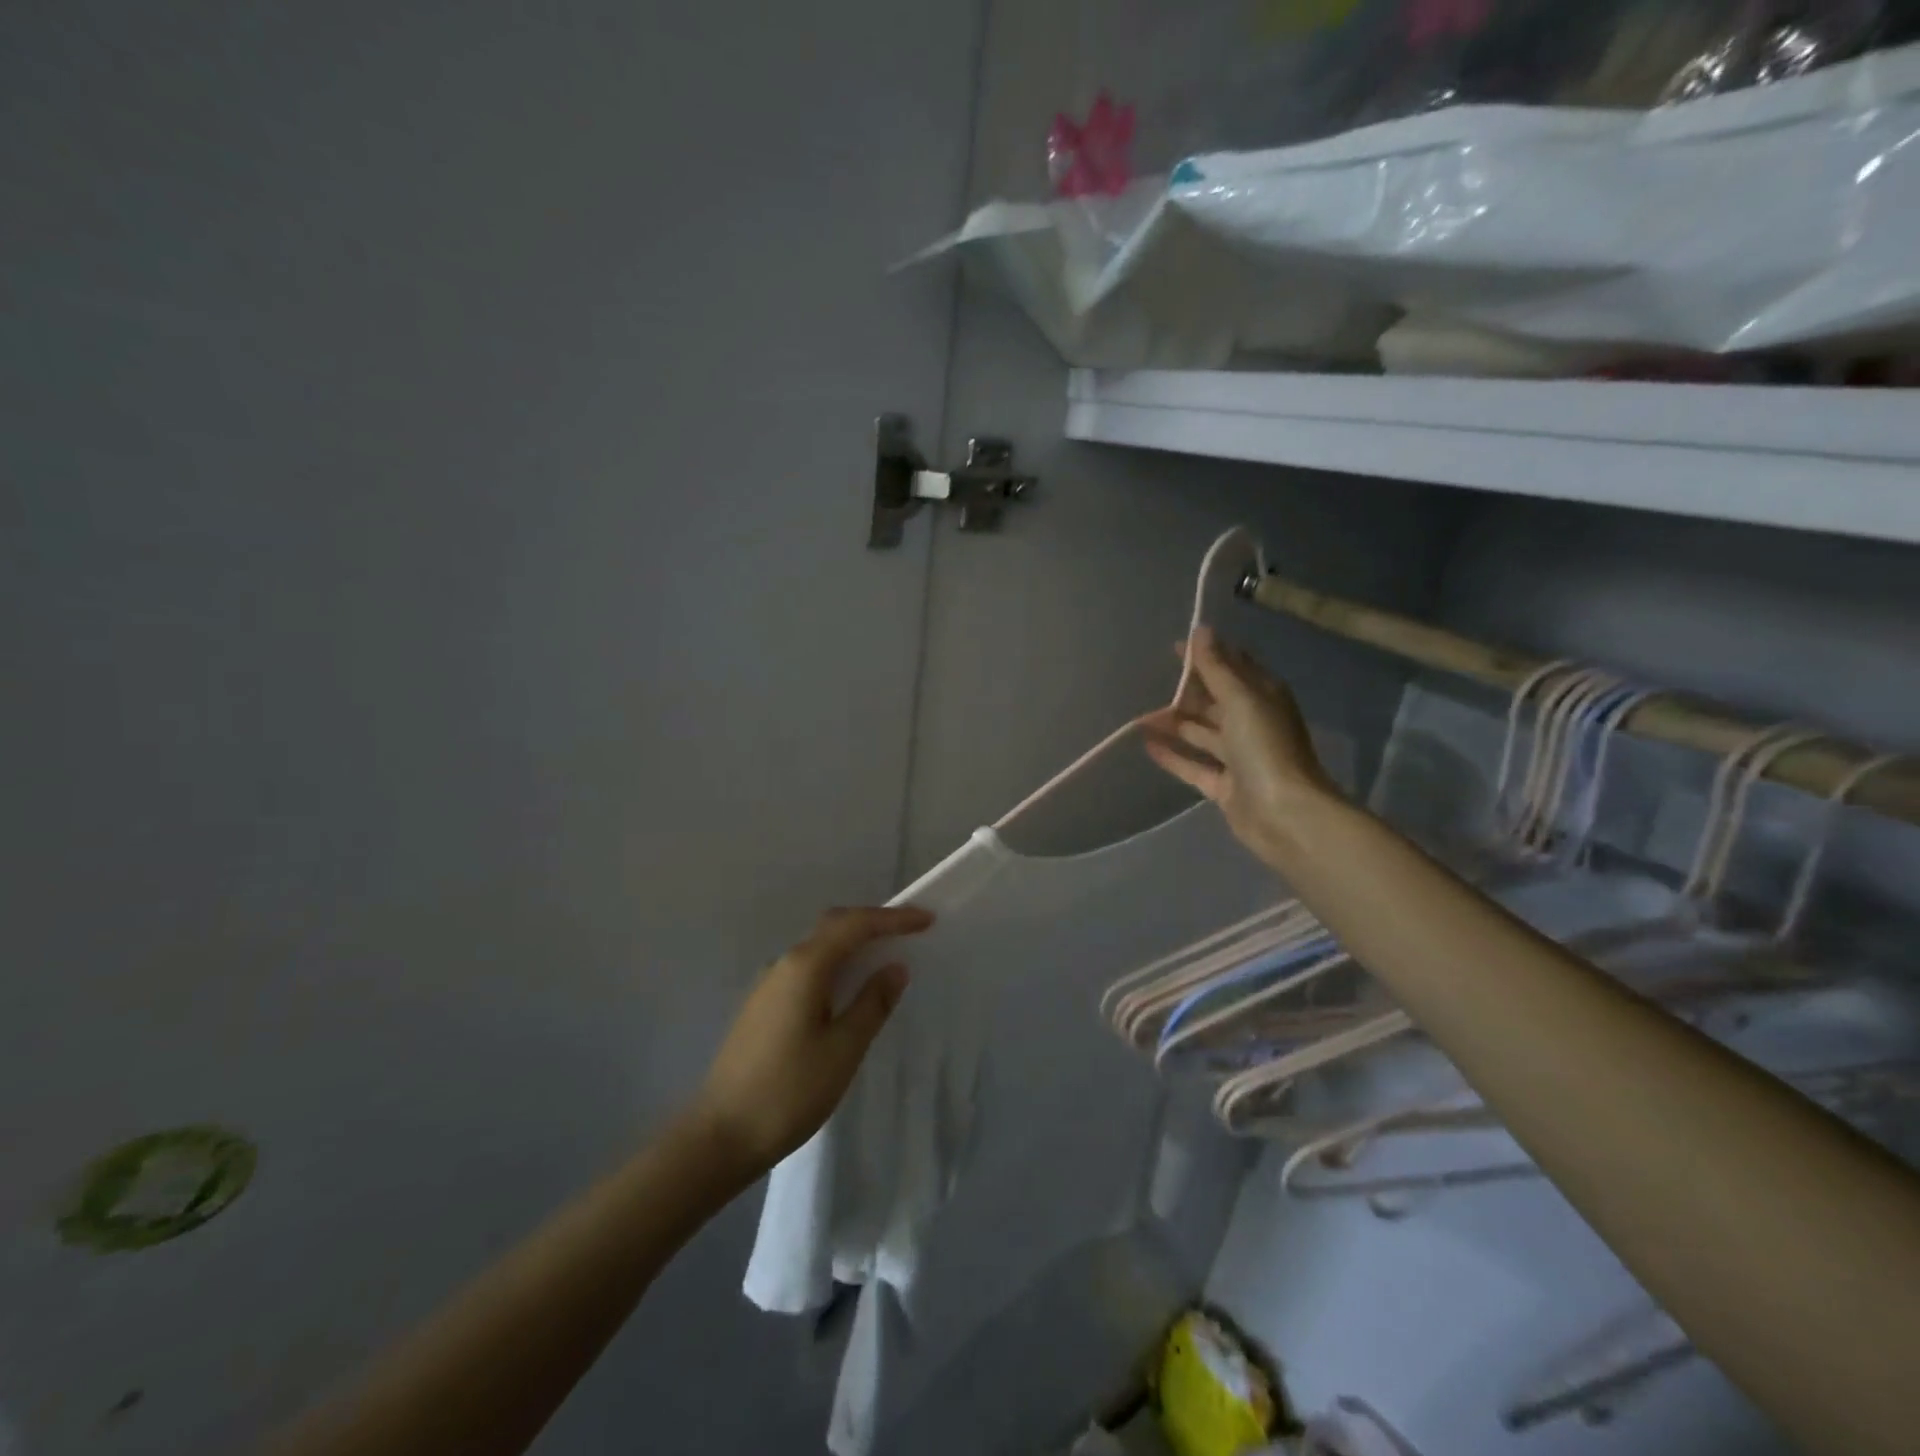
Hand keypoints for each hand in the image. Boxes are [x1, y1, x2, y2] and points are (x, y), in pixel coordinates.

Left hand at [694, 905, 933, 1177]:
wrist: (719, 1137)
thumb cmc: (788, 1092)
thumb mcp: (843, 1050)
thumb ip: (872, 1004)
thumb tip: (895, 967)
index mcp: (805, 967)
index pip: (855, 925)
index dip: (892, 919)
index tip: (926, 919)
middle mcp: (783, 964)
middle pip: (832, 926)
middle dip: (872, 922)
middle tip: (909, 930)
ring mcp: (768, 985)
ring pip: (818, 947)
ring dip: (852, 942)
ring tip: (885, 955)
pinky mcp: (762, 1006)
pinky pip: (806, 968)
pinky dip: (835, 964)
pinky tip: (848, 988)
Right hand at [1144, 626, 1341, 871]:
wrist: (1285, 815)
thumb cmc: (1265, 748)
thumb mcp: (1241, 699)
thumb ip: (1217, 668)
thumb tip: (1201, 630)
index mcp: (1263, 697)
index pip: (1232, 666)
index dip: (1206, 655)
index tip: (1174, 647)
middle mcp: (1251, 723)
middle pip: (1213, 700)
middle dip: (1184, 692)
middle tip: (1147, 683)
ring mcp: (1238, 757)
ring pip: (1200, 732)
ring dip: (1173, 723)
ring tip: (1138, 717)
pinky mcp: (1224, 785)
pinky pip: (1193, 765)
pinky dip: (1173, 755)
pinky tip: (1147, 745)